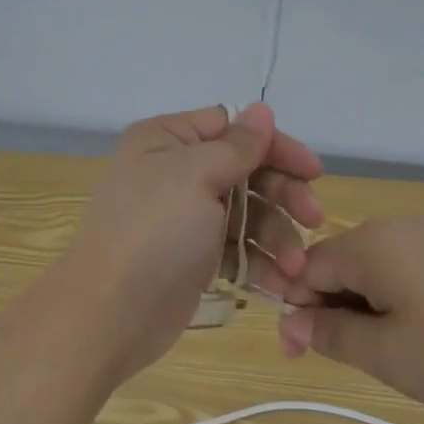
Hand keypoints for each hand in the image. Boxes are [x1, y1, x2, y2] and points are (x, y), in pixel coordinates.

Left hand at [58, 103, 323, 380]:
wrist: (109, 314)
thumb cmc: (153, 232)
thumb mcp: (196, 176)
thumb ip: (237, 145)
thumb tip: (262, 109)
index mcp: (168, 141)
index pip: (233, 128)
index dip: (275, 146)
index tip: (313, 172)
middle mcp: (175, 172)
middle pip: (246, 171)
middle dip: (283, 195)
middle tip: (315, 220)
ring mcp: (185, 217)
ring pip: (247, 214)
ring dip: (277, 237)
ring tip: (297, 268)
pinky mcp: (194, 257)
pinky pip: (237, 250)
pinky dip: (261, 264)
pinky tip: (284, 284)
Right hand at [277, 218, 423, 410]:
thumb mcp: (389, 355)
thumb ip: (332, 335)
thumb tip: (292, 319)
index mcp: (367, 245)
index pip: (304, 271)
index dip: (297, 314)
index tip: (305, 357)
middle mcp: (396, 226)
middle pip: (343, 265)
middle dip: (338, 311)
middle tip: (363, 360)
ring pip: (383, 267)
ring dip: (375, 307)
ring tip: (407, 350)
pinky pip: (419, 265)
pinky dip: (411, 296)